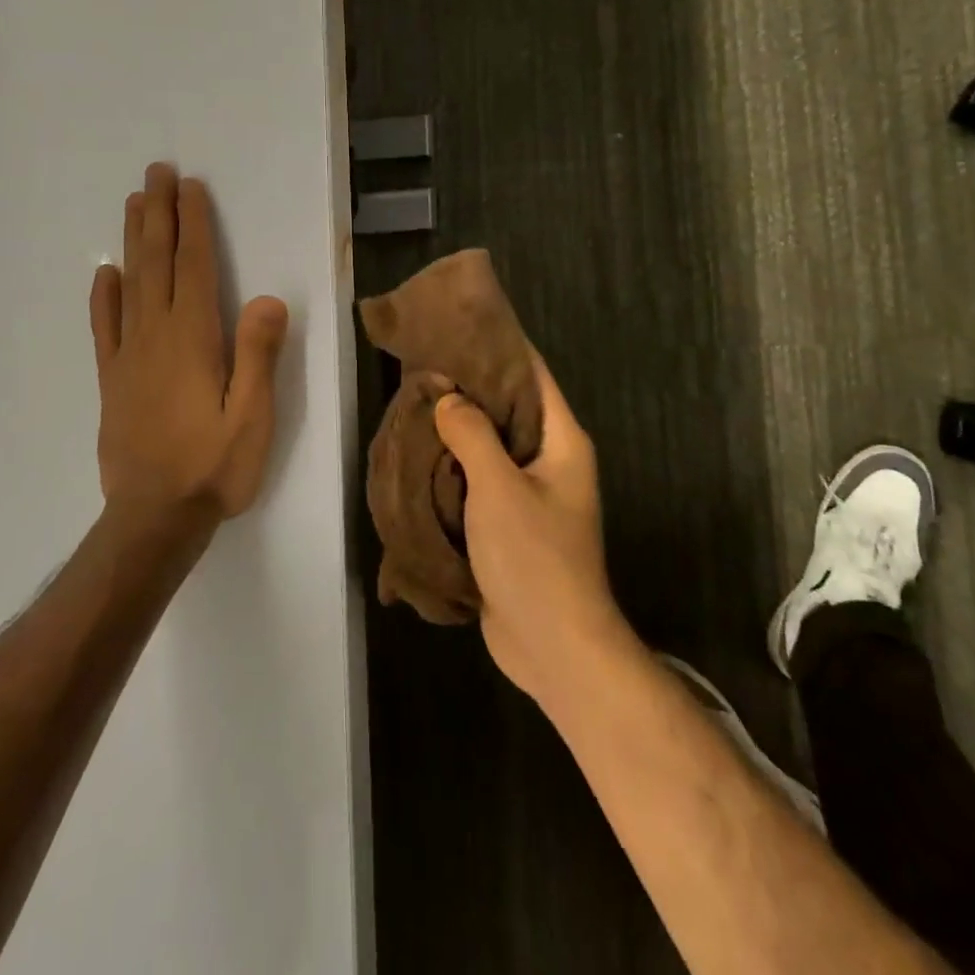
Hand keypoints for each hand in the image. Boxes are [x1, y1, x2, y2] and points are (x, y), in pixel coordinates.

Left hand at [89, 164, 289, 535]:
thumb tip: (267, 298)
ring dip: (134, 241)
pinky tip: (105, 274)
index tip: (190, 187)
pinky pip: (105, 328)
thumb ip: (258, 355)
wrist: (154, 517)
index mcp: (193, 339)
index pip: (195, 267)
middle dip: (159, 215)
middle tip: (156, 173)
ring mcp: (129, 357)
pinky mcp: (113, 380)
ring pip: (130, 285)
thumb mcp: (253, 417)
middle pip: (158, 263)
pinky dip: (104, 296)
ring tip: (134, 204)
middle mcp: (156, 336)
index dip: (194, 224)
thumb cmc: (213, 466)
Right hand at [434, 354, 627, 706]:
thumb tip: (448, 397)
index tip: (457, 326)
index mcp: (561, 441)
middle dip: (468, 388)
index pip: (532, 374)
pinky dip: (453, 467)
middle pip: (508, 408)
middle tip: (422, 366)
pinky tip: (420, 454)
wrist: (553, 647)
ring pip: (489, 446)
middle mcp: (550, 460)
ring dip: (456, 430)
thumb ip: (472, 434)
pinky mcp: (509, 524)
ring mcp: (530, 494)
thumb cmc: (534, 557)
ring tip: (414, 403)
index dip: (498, 347)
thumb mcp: (499, 486)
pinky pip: (479, 481)